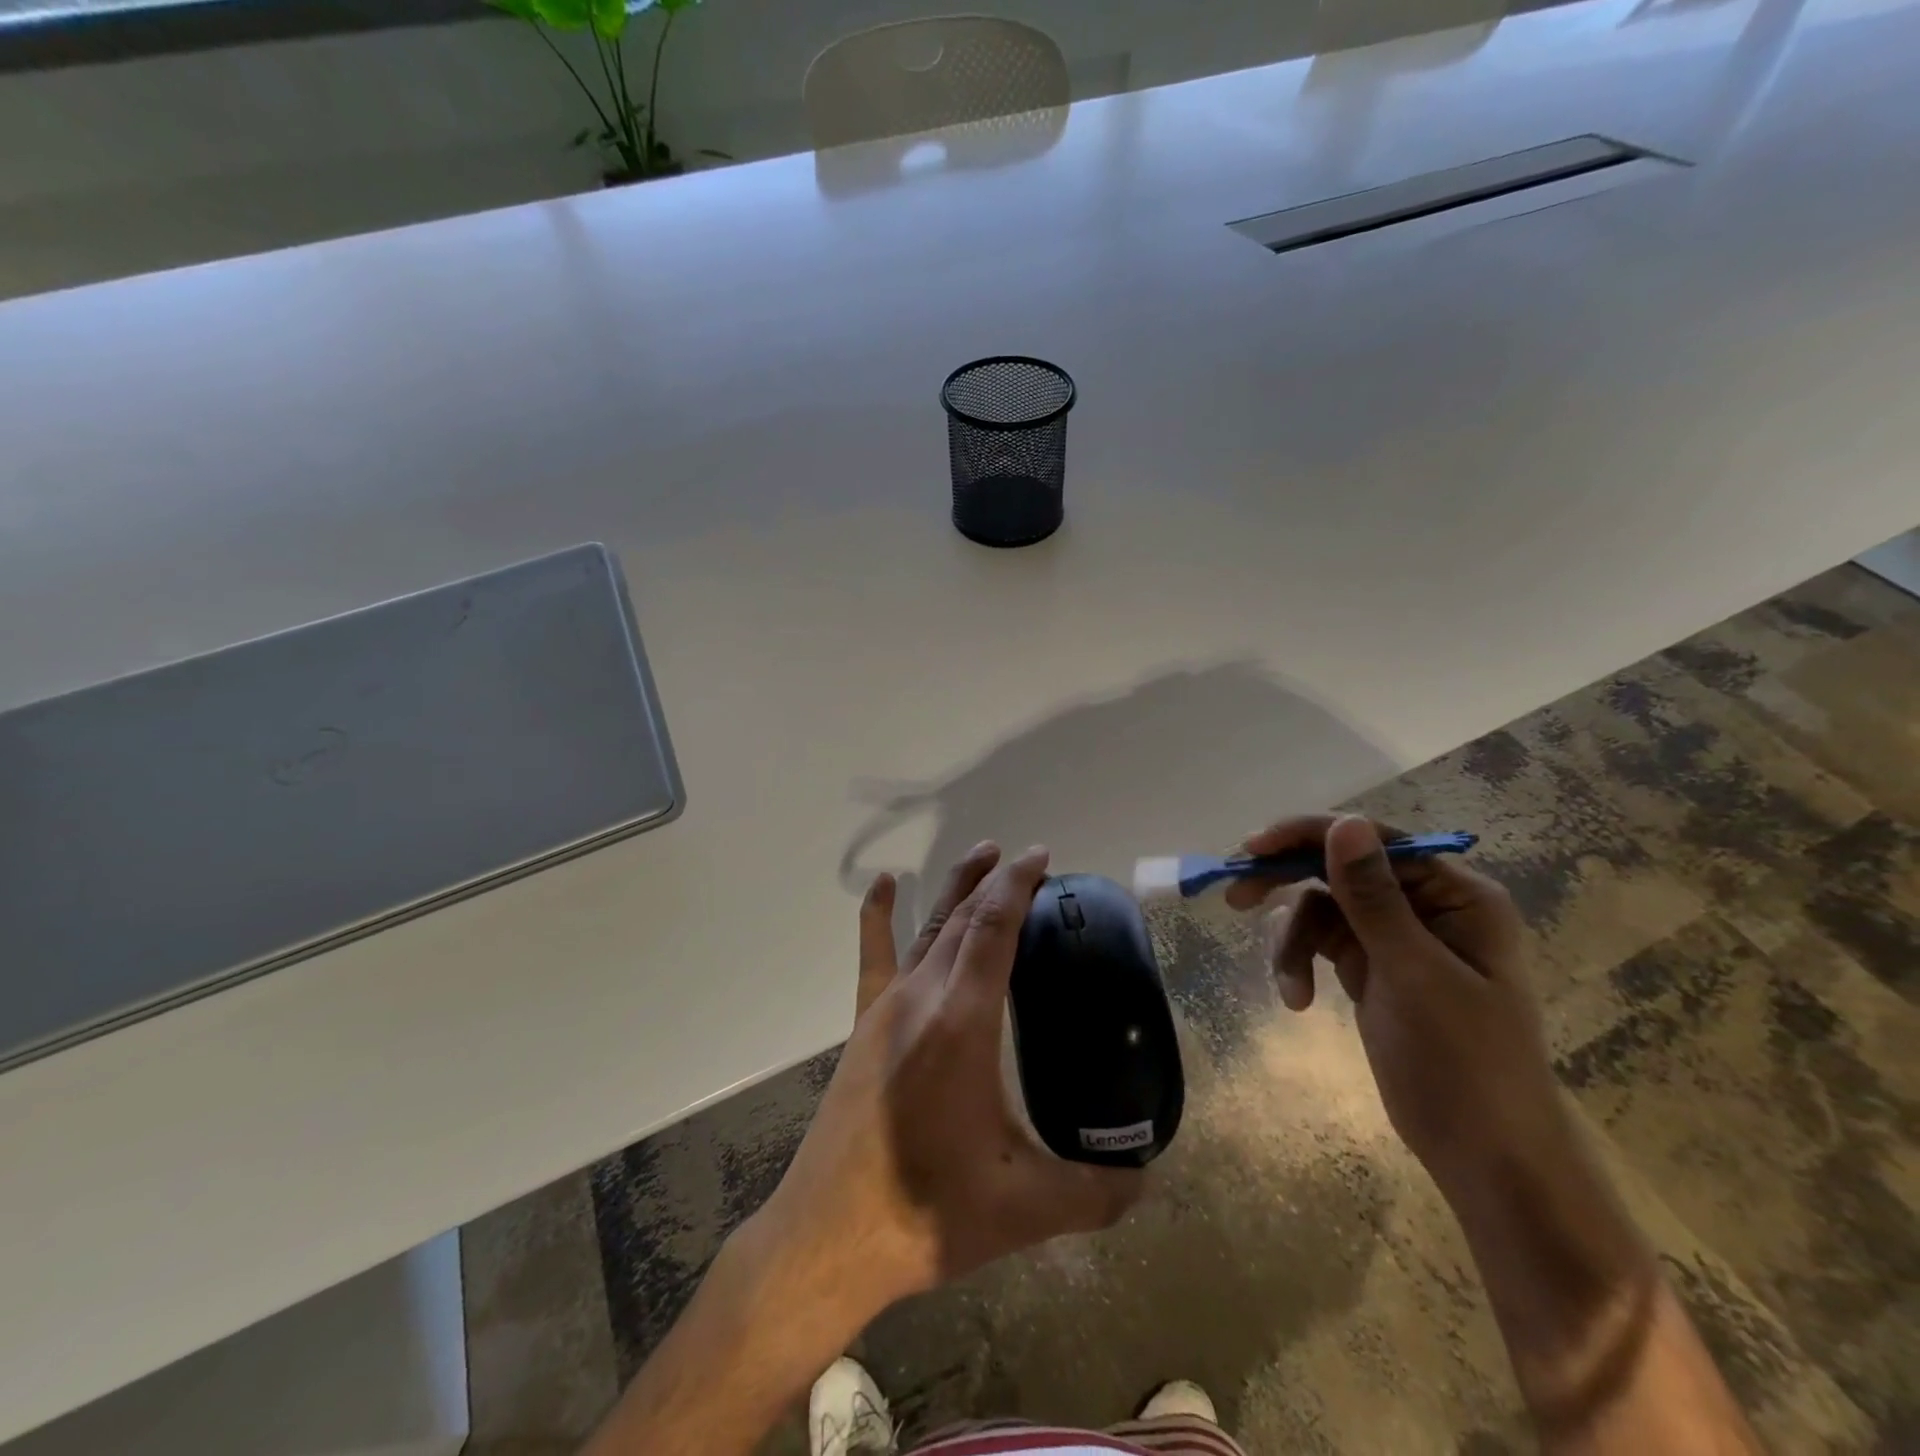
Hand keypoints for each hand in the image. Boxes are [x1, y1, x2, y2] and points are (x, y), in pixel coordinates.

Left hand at [757, 841, 1143, 1316]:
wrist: (830, 1236)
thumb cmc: (927, 1213)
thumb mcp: (1025, 1208)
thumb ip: (1096, 1193)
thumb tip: (1148, 1182)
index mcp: (962, 1021)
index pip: (994, 928)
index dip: (1018, 884)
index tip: (1042, 857)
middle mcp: (922, 996)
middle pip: (964, 917)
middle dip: (998, 881)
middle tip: (1031, 862)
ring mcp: (886, 1006)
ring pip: (928, 927)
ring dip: (957, 887)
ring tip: (983, 855)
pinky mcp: (863, 1023)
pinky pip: (874, 954)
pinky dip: (880, 914)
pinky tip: (886, 883)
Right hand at [1227, 814, 1568, 1198]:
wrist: (1485, 1155)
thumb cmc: (1466, 1063)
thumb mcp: (1414, 974)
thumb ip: (1373, 897)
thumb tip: (1344, 823)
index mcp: (1455, 895)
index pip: (1373, 841)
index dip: (1310, 835)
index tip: (1253, 849)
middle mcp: (1424, 905)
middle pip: (1338, 866)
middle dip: (1287, 881)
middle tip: (1236, 894)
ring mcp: (1393, 936)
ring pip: (1320, 906)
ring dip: (1292, 939)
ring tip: (1286, 984)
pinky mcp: (1368, 966)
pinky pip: (1319, 941)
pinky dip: (1299, 962)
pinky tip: (1296, 999)